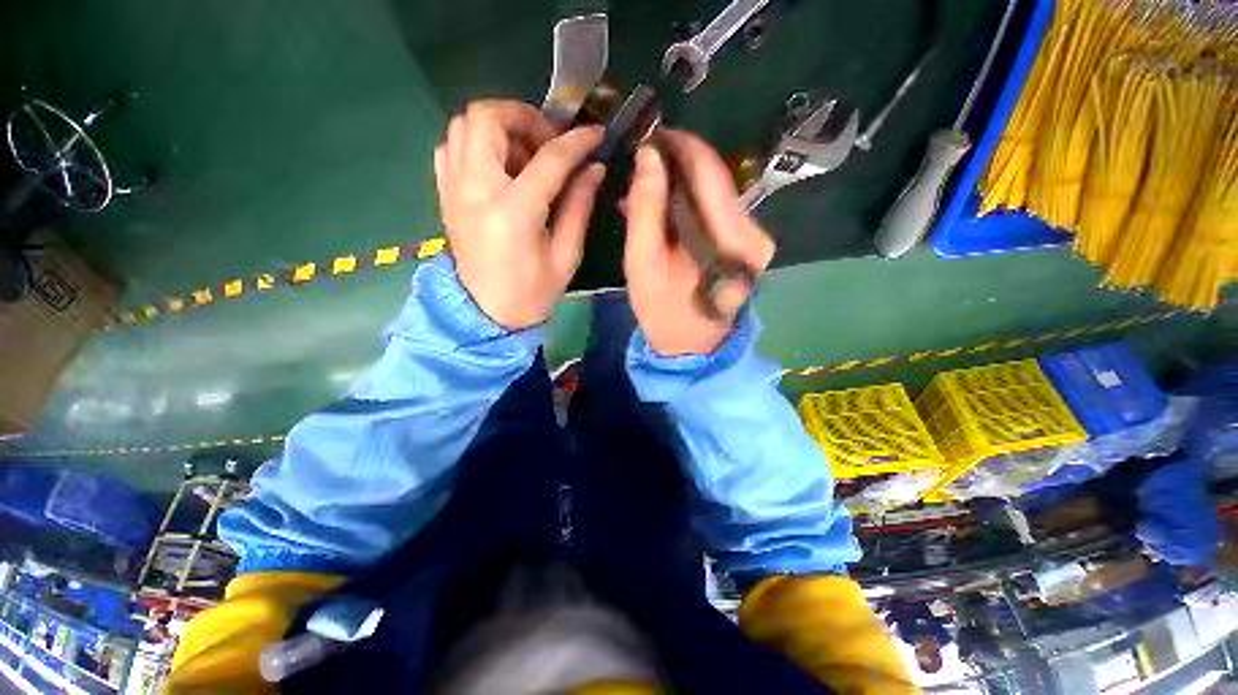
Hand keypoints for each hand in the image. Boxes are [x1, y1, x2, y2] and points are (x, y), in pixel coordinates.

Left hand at [434, 101, 604, 329]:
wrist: (485, 313)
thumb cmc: (531, 292)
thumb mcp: (566, 256)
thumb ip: (579, 206)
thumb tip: (594, 169)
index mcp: (513, 213)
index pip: (548, 159)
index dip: (576, 142)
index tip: (595, 135)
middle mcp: (475, 190)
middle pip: (488, 118)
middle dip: (525, 118)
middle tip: (549, 143)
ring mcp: (453, 188)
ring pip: (464, 124)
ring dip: (499, 127)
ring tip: (525, 154)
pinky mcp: (444, 193)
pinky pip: (452, 145)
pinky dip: (477, 142)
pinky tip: (500, 166)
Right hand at [624, 130, 774, 355]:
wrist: (691, 344)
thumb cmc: (662, 310)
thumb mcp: (643, 262)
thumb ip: (646, 209)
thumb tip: (649, 155)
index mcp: (730, 241)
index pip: (709, 171)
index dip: (680, 146)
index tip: (651, 137)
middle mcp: (754, 232)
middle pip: (716, 178)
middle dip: (678, 165)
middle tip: (643, 165)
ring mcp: (757, 237)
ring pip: (717, 191)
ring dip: (683, 185)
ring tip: (649, 189)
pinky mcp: (751, 242)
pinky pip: (719, 209)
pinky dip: (693, 202)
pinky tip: (669, 208)